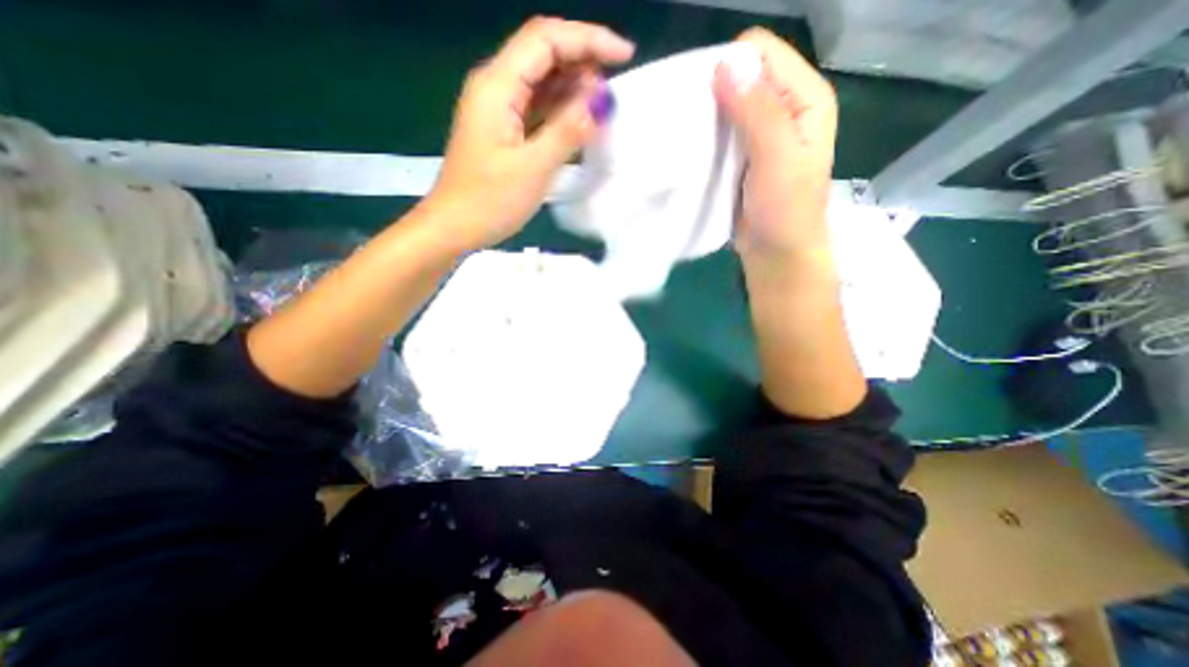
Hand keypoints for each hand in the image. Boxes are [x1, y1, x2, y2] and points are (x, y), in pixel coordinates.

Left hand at [425, 18, 634, 252]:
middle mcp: (495, 87)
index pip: (546, 39)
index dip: (589, 38)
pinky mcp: (503, 129)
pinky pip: (537, 106)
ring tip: (604, 104)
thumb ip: (568, 130)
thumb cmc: (489, 201)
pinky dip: (561, 108)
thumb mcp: (533, 168)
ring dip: (574, 86)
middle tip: (615, 87)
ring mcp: (498, 109)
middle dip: (583, 60)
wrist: (453, 227)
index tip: (625, 55)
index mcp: (497, 86)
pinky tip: (580, 120)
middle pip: (543, 53)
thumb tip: (601, 100)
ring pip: (541, 81)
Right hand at [709, 28, 839, 258]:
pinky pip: (719, 134)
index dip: (730, 66)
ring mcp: (760, 134)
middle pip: (742, 76)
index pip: (761, 52)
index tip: (701, 98)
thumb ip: (758, 111)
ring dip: (705, 117)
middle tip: (686, 120)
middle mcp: (783, 108)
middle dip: (713, 91)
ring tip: (684, 136)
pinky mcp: (741, 157)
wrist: (777, 253)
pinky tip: (690, 150)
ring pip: (726, 106)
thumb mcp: (777, 158)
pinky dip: (704, 138)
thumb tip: (725, 63)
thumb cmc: (785, 210)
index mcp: (804, 97)